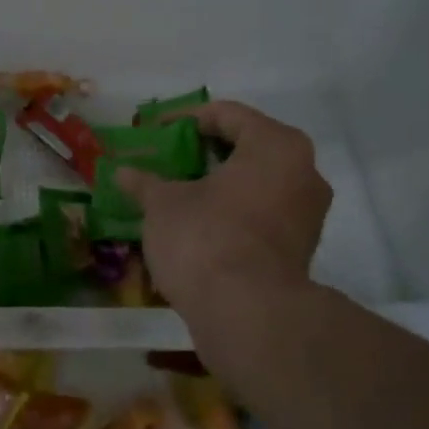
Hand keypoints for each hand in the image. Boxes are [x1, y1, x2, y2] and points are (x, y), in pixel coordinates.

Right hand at [116, 102, 330, 313]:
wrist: (247, 313)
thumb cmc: (205, 238)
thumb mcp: (163, 204)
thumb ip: (144, 182)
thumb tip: (121, 172)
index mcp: (275, 145)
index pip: (227, 114)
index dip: (185, 119)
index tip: (154, 131)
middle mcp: (303, 171)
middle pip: (246, 147)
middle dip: (203, 153)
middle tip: (166, 160)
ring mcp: (307, 213)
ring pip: (256, 183)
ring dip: (217, 184)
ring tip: (177, 192)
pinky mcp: (300, 248)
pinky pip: (261, 213)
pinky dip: (231, 211)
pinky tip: (197, 223)